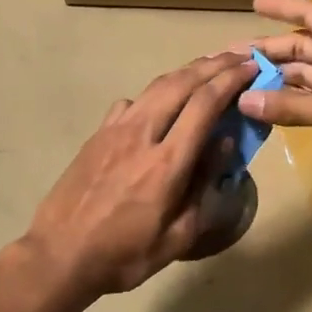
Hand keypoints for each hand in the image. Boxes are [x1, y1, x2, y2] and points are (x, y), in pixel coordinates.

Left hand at [22, 52, 256, 300]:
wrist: (59, 254)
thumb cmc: (124, 255)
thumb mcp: (177, 237)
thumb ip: (204, 188)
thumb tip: (224, 143)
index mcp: (167, 163)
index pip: (204, 105)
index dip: (231, 80)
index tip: (252, 67)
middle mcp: (141, 135)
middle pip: (181, 83)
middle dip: (213, 65)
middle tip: (238, 56)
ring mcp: (114, 131)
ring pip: (155, 86)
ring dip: (185, 72)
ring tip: (208, 66)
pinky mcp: (97, 135)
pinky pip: (131, 102)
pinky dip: (154, 92)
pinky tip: (160, 101)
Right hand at [241, 0, 311, 192]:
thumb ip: (290, 106)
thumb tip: (243, 100)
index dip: (283, 7)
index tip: (253, 4)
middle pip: (304, 48)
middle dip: (271, 51)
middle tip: (233, 58)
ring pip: (307, 77)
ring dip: (278, 80)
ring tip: (241, 85)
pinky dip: (291, 104)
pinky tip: (266, 110)